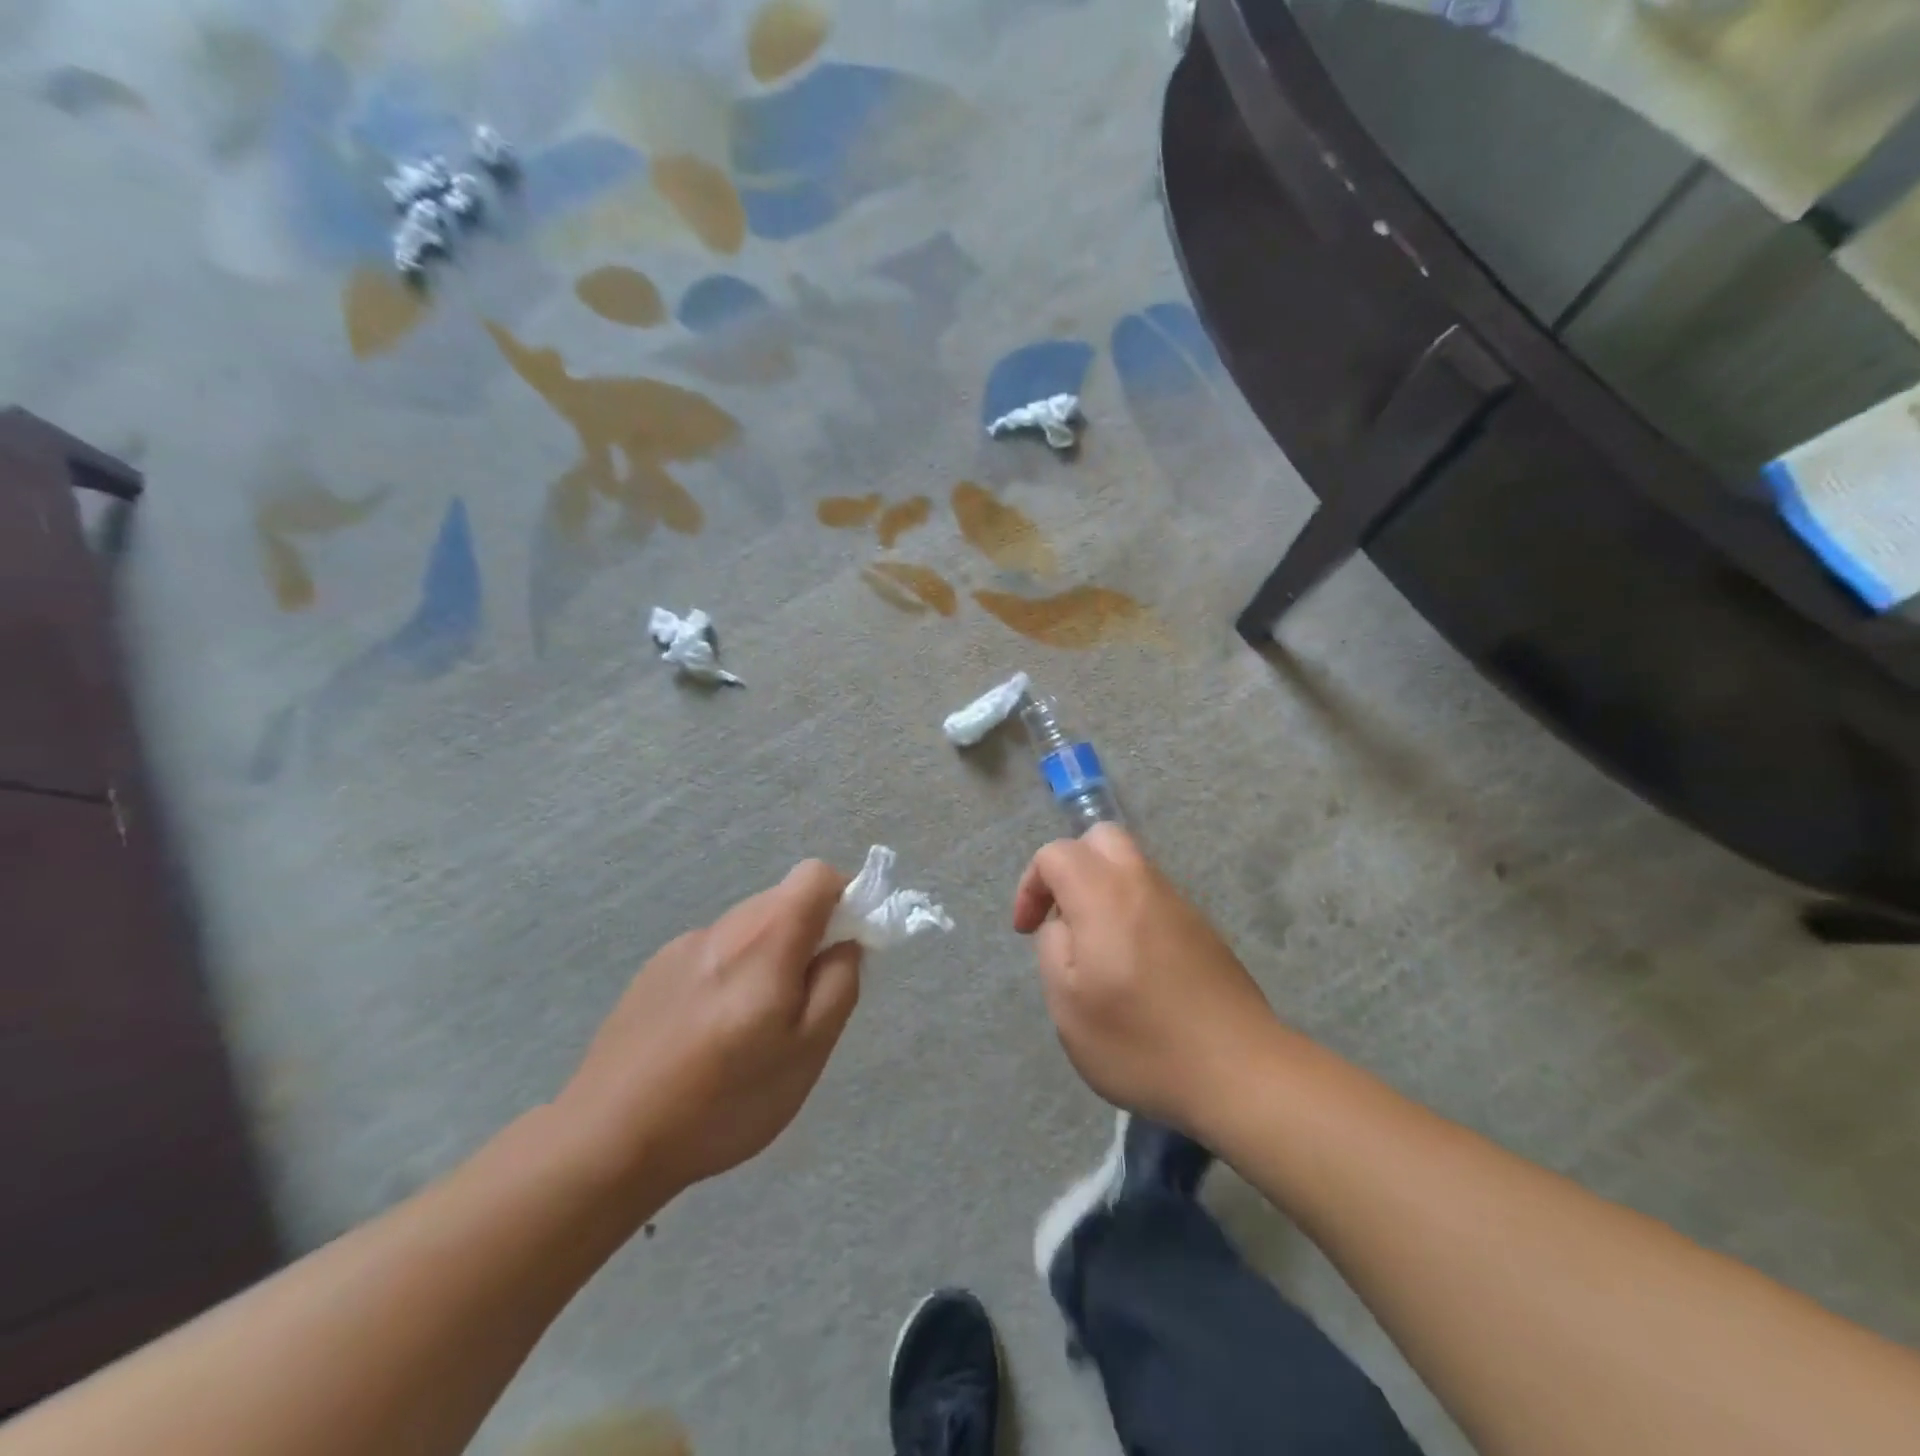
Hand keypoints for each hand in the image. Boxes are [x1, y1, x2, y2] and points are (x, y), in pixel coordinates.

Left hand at [557, 860, 860, 1201]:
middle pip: (782, 900)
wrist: (608, 1139)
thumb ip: (838, 985)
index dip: (843, 898)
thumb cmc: (724, 1101)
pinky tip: (708, 1034)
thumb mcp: (807, 1053)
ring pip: (747, 928)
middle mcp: (724, 927)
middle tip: (802, 1002)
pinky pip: (712, 952)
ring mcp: (682, 946)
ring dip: (767, 957)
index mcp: (766, 938)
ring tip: (752, 1027)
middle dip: (807, 936)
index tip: (845, 946)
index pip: (816, 875)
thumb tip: (846, 943)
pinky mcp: (653, 970)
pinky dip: (729, 974)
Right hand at [1013, 824, 1278, 1132]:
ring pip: (1132, 867)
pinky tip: (1134, 966)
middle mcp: (1144, 886)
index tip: (1027, 930)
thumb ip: (1052, 947)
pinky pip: (1155, 898)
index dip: (1031, 885)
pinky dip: (1131, 911)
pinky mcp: (1203, 930)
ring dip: (1102, 889)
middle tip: (1062, 915)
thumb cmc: (1141, 1042)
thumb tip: (1064, 924)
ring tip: (1095, 948)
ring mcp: (1180, 905)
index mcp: (1105, 895)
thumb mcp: (1068, 1005)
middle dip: (1071, 866)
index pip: (1056, 853)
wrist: (1240, 1073)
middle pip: (1102, 839)